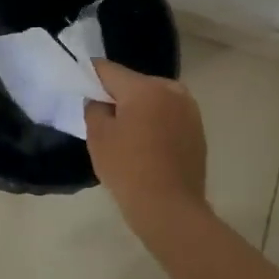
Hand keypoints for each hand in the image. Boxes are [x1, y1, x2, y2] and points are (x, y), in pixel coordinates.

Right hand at [85, 60, 211, 236]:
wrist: (170, 209)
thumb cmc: (128, 169)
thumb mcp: (98, 136)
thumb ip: (94, 107)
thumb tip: (100, 101)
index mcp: (145, 87)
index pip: (108, 69)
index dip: (90, 76)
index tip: (80, 89)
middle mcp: (171, 89)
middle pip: (133, 82)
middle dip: (117, 95)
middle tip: (103, 119)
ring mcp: (189, 109)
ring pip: (153, 98)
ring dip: (139, 108)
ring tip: (127, 135)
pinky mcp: (198, 129)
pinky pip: (168, 114)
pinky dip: (156, 122)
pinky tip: (147, 145)